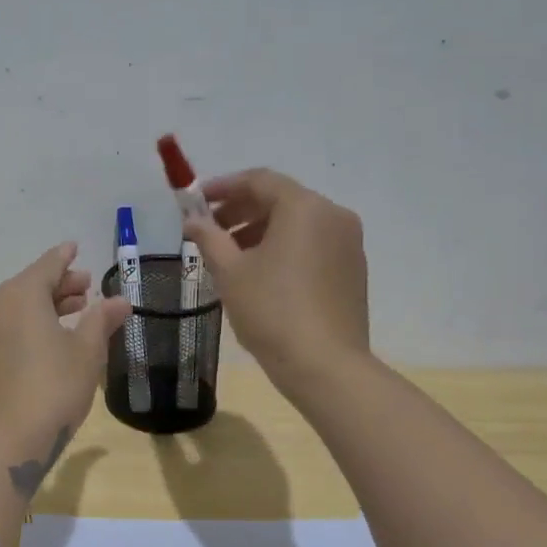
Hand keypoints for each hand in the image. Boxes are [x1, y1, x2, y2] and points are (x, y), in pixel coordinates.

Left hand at [0, 242, 132, 462]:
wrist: (1, 443)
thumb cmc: (51, 389)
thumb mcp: (86, 353)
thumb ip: (101, 320)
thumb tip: (119, 300)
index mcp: (20, 295)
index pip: (47, 265)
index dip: (65, 256)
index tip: (76, 247)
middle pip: (30, 285)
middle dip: (60, 284)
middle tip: (87, 287)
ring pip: (17, 307)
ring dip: (46, 306)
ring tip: (75, 312)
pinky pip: (7, 327)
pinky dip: (29, 324)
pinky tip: (50, 340)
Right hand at [183, 169, 370, 398]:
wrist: (325, 366)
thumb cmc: (271, 311)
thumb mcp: (230, 272)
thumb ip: (209, 237)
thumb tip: (192, 220)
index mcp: (304, 208)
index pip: (259, 180)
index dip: (223, 187)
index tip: (196, 201)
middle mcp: (333, 216)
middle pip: (280, 199)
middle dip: (241, 210)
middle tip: (209, 230)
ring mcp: (349, 243)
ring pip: (297, 224)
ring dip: (260, 230)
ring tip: (229, 256)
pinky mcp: (353, 270)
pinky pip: (312, 244)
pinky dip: (284, 248)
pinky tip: (260, 273)